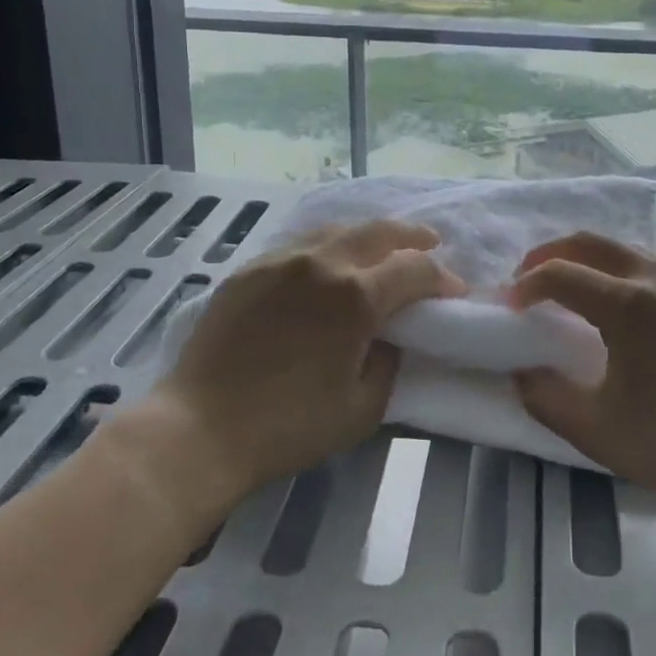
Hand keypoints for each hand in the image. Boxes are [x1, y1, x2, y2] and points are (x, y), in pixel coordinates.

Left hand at [136, 221, 464, 507]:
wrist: (201, 427)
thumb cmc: (289, 426)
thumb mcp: (363, 407)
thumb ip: (389, 362)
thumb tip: (390, 337)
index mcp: (356, 296)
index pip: (415, 269)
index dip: (442, 278)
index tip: (454, 291)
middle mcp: (322, 263)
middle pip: (380, 231)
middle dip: (413, 236)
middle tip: (432, 244)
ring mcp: (281, 260)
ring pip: (338, 228)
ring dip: (370, 234)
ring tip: (384, 247)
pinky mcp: (250, 269)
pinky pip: (300, 243)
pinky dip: (328, 245)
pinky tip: (329, 260)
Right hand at [510, 232, 655, 526]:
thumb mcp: (595, 430)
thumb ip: (545, 396)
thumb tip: (522, 371)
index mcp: (628, 304)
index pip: (560, 274)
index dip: (526, 286)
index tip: (510, 307)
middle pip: (591, 242)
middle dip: (550, 254)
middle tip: (528, 280)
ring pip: (626, 250)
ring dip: (588, 260)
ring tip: (570, 290)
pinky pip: (655, 268)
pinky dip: (622, 272)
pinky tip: (620, 308)